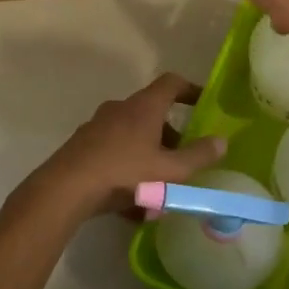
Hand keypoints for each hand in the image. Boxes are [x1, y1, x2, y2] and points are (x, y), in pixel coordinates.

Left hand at [18, 73, 228, 222]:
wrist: (66, 189)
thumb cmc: (124, 173)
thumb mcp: (169, 170)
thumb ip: (198, 156)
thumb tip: (222, 141)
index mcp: (143, 107)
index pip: (171, 83)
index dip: (190, 89)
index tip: (203, 102)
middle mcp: (120, 109)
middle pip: (152, 115)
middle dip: (170, 137)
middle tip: (182, 161)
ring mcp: (97, 127)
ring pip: (132, 138)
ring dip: (149, 159)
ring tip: (159, 193)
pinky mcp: (82, 147)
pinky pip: (114, 155)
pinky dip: (128, 172)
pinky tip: (132, 204)